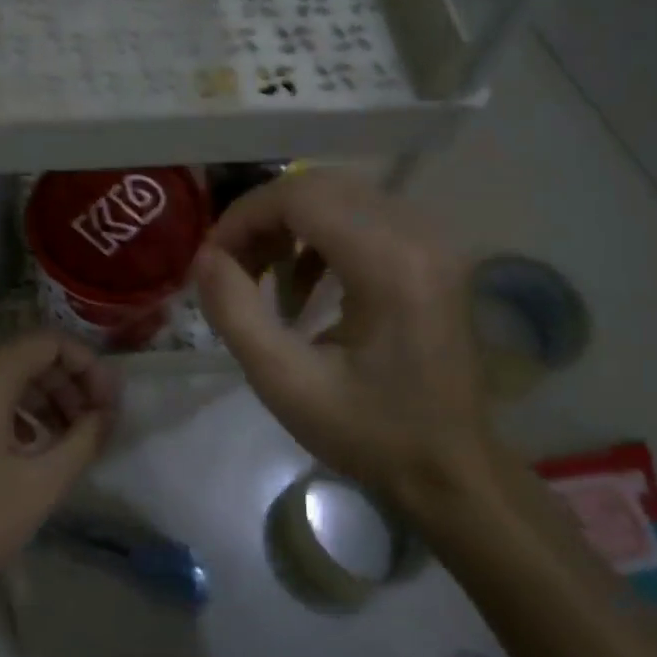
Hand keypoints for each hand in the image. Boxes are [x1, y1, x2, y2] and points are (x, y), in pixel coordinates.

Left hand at [0, 330, 118, 611]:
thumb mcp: (42, 485)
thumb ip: (85, 438)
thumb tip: (108, 413)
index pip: (50, 341)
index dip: (88, 366)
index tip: (109, 404)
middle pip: (27, 355)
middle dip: (69, 384)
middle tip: (95, 423)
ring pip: (4, 375)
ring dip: (43, 397)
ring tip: (69, 437)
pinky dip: (13, 408)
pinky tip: (29, 445)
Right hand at [192, 170, 500, 532]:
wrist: (451, 469)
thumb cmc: (369, 433)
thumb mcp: (286, 382)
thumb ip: (235, 312)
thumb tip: (204, 259)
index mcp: (389, 263)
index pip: (301, 196)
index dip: (244, 217)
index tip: (213, 261)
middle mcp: (418, 235)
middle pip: (320, 187)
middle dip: (263, 220)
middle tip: (232, 269)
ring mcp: (432, 241)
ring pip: (340, 197)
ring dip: (289, 227)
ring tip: (262, 280)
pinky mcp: (432, 255)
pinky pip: (363, 218)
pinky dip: (320, 239)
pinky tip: (303, 288)